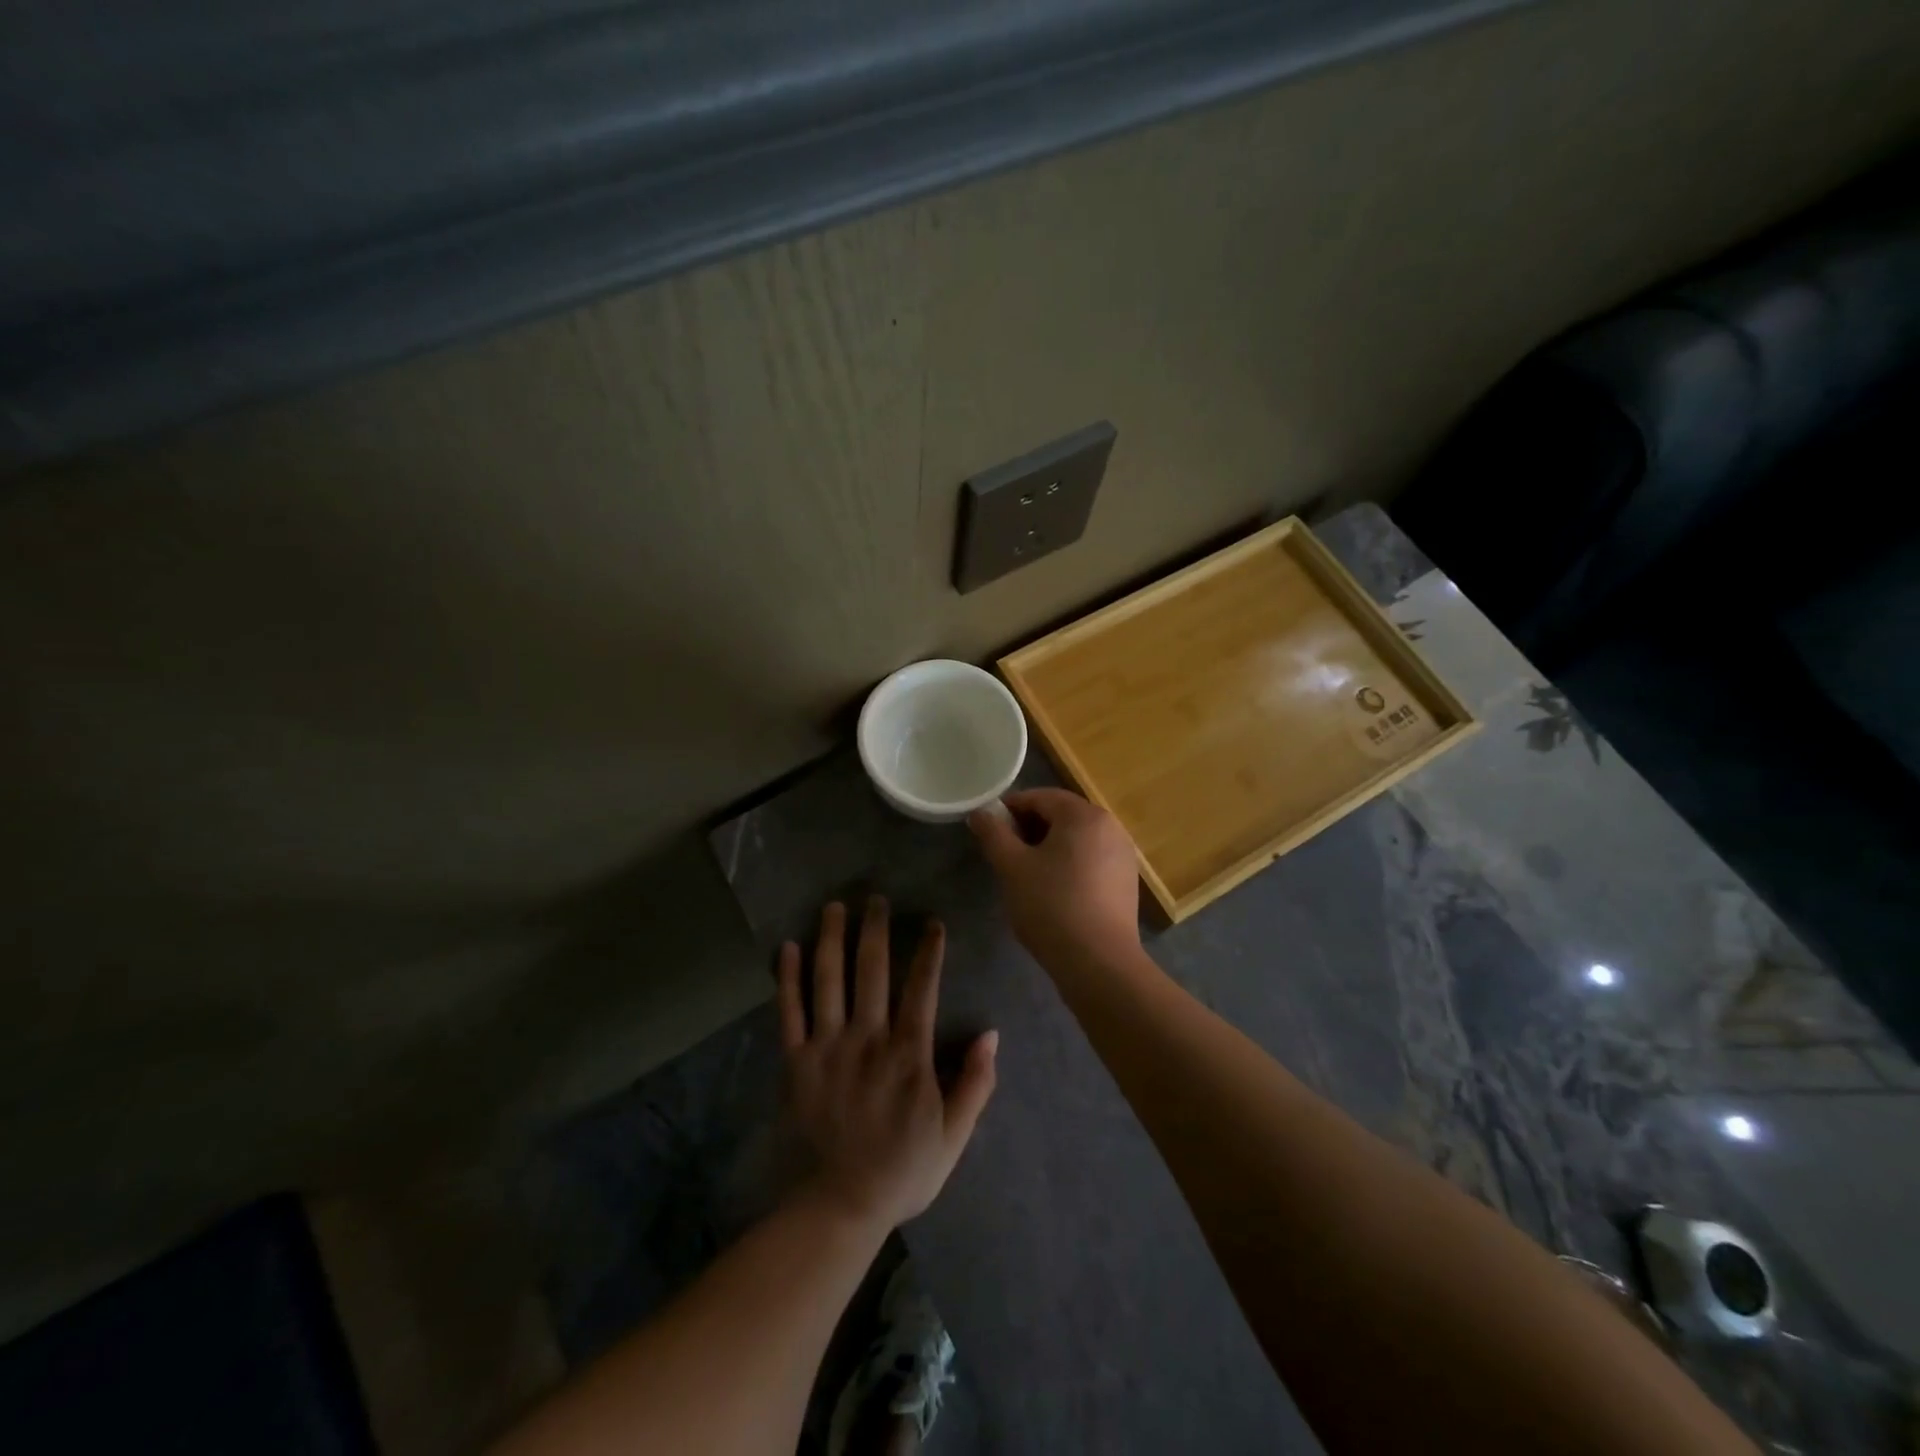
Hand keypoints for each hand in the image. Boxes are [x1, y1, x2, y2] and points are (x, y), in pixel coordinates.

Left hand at [778, 898, 997, 1232]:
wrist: (841, 1204)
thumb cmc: (904, 1168)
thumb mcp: (954, 1135)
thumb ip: (975, 1084)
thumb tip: (991, 1034)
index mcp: (907, 1053)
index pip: (921, 988)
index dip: (929, 952)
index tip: (932, 923)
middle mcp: (867, 1039)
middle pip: (871, 970)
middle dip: (875, 930)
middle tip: (875, 899)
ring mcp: (827, 1047)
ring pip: (829, 980)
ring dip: (831, 939)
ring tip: (834, 907)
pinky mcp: (796, 1061)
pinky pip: (789, 1012)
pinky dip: (787, 978)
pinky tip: (787, 947)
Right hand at [967, 788, 1142, 970]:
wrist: (1099, 962)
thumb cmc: (1051, 906)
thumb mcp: (1012, 867)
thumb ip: (993, 834)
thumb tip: (980, 813)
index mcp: (1084, 815)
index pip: (1040, 797)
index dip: (1010, 808)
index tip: (989, 829)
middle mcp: (1110, 826)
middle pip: (1062, 815)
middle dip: (1030, 828)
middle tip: (1005, 853)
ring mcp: (1123, 854)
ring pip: (1077, 838)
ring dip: (1049, 847)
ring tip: (1026, 873)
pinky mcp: (1126, 881)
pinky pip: (1091, 859)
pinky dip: (1069, 864)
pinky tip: (1054, 891)